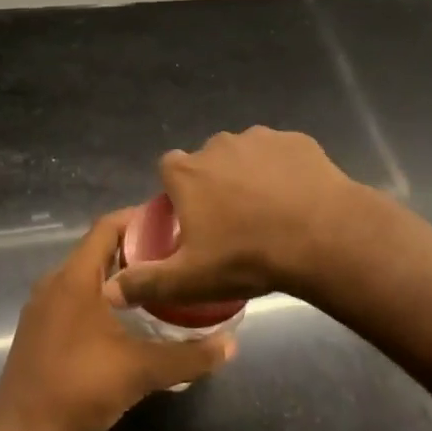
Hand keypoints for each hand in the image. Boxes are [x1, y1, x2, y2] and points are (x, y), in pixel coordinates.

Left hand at [0, 211, 235, 430]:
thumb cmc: (78, 388)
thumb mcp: (140, 371)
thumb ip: (188, 357)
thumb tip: (231, 344)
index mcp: (74, 278)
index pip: (107, 227)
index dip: (139, 219)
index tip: (173, 224)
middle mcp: (54, 282)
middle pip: (98, 249)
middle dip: (136, 249)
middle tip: (176, 257)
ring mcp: (43, 306)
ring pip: (86, 275)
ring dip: (119, 275)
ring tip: (158, 285)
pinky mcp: (39, 328)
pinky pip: (74, 296)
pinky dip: (101, 295)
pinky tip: (127, 319)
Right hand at [103, 127, 357, 311]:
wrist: (322, 237)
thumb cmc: (247, 257)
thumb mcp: (190, 279)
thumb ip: (146, 283)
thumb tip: (109, 292)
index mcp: (187, 172)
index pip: (168, 170)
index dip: (177, 193)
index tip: (192, 220)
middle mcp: (218, 145)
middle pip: (207, 162)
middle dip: (215, 184)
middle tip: (234, 223)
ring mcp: (260, 138)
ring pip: (245, 156)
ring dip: (250, 176)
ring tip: (269, 213)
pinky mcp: (296, 141)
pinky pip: (282, 155)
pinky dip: (284, 172)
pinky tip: (297, 200)